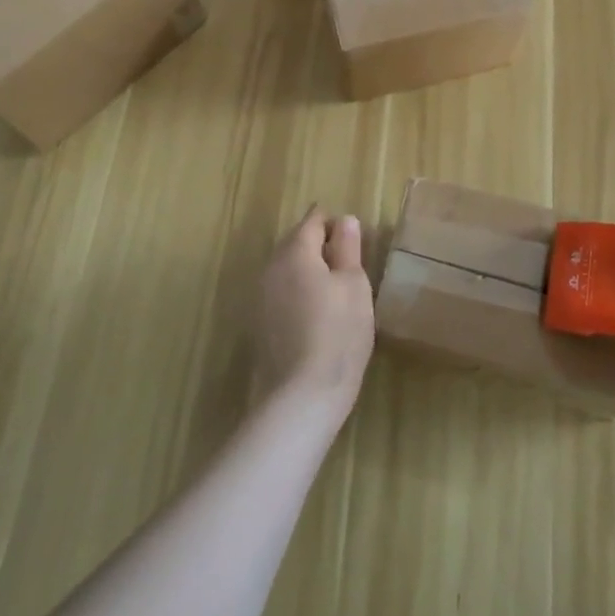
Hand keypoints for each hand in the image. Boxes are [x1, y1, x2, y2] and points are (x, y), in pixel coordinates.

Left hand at [254, 206, 375, 419]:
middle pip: (295, 243)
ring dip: (308, 270)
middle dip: (320, 245)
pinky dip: (298, 293)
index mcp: (295, 253)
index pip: (313, 221)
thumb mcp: (354, 286)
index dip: (334, 224)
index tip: (354, 239)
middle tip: (349, 263)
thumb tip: (344, 219)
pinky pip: (281, 293)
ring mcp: (261, 297)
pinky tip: (317, 313)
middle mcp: (271, 268)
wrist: (302, 396)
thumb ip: (348, 248)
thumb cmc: (338, 333)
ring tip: (336, 289)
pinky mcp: (260, 324)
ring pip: (287, 269)